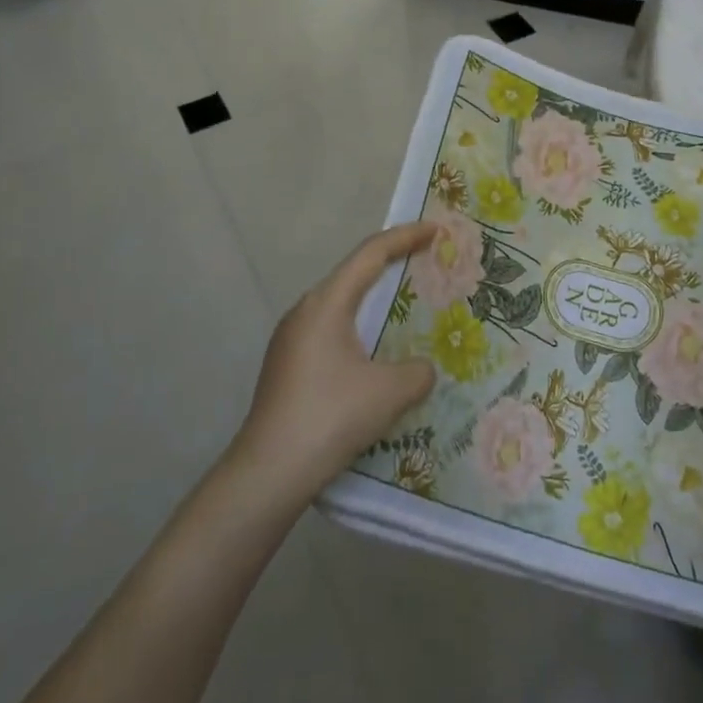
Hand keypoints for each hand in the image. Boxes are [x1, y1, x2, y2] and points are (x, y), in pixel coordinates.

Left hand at [232, 222, 438, 500]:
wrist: (268, 472)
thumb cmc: (331, 417)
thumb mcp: (390, 392)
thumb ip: (418, 372)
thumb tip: (421, 369)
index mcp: (327, 303)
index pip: (370, 254)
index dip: (405, 237)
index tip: (434, 230)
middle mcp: (304, 311)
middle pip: (353, 274)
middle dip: (390, 264)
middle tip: (424, 262)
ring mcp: (290, 339)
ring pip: (340, 305)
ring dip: (372, 300)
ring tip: (404, 305)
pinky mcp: (286, 365)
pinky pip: (330, 330)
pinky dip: (358, 327)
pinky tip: (373, 354)